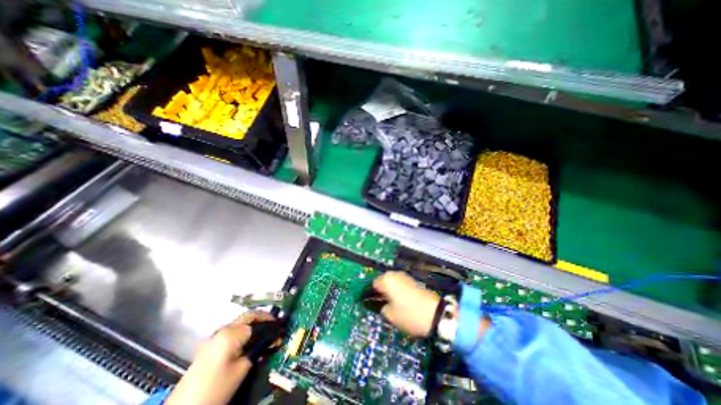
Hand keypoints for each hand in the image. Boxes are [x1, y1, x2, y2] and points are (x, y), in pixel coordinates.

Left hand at [166, 311, 276, 404]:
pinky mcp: (209, 346)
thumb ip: (258, 349)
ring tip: (265, 333)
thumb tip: (272, 338)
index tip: (281, 327)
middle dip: (263, 318)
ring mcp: (214, 337)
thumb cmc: (216, 388)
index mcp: (232, 333)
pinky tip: (249, 341)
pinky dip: (244, 332)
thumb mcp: (242, 369)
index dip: (271, 323)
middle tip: (275, 325)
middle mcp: (223, 330)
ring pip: (240, 323)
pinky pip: (232, 332)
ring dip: (253, 324)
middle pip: (248, 316)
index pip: (257, 321)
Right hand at [374, 273, 441, 338]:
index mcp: (386, 280)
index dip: (372, 295)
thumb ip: (381, 308)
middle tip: (383, 304)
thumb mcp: (390, 315)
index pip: (373, 284)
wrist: (434, 314)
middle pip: (383, 281)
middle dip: (382, 291)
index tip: (373, 304)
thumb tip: (381, 305)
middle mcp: (395, 274)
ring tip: (392, 304)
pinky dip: (398, 291)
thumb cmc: (408, 314)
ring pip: (392, 282)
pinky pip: (400, 284)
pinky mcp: (413, 281)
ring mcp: (405, 276)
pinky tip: (401, 302)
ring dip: (390, 290)